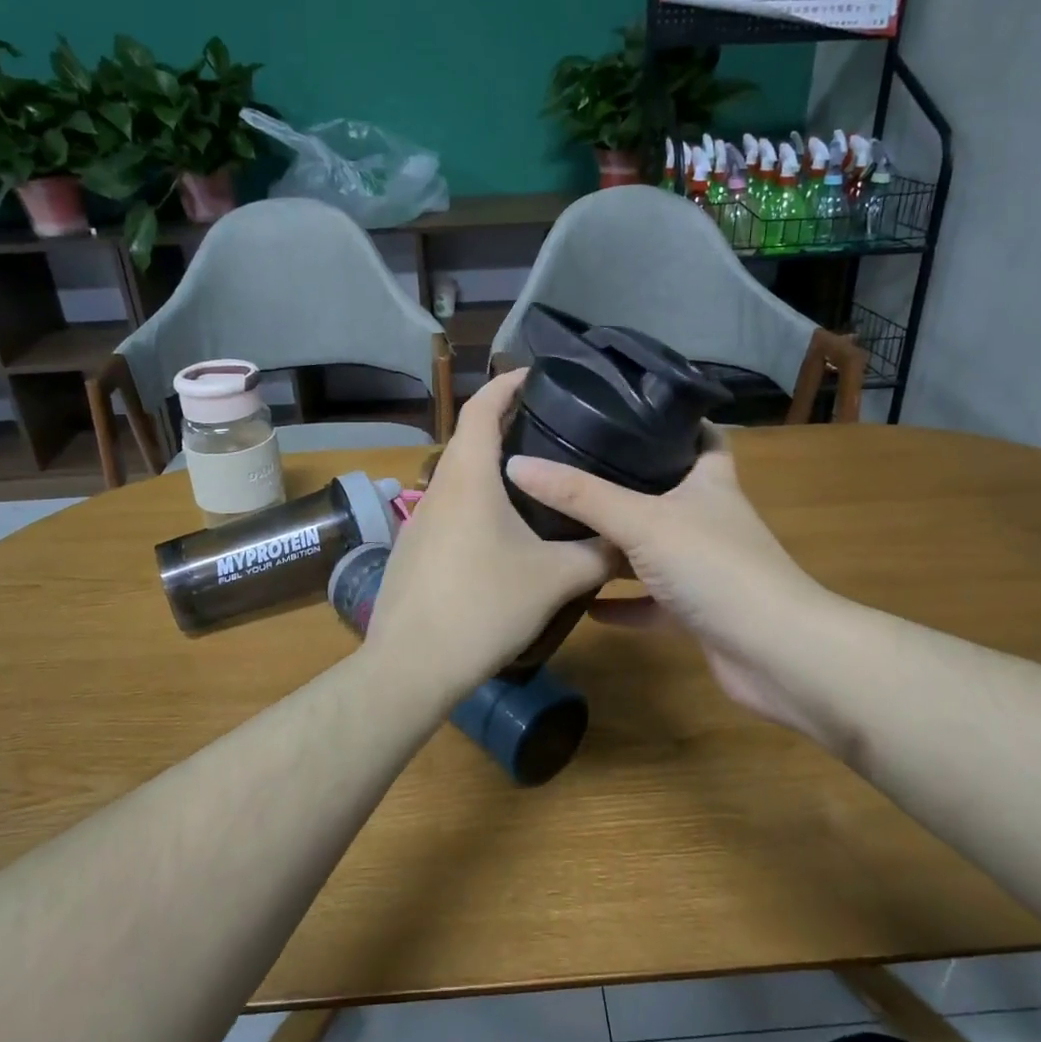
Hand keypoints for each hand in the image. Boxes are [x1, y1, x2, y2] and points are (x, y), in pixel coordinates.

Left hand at [365, 371, 612, 701]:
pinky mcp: (414, 551)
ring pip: (459, 478)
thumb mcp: (555, 579)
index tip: (538, 376)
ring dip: (491, 468)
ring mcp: (419, 521)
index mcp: (468, 476)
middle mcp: (437, 488)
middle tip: (553, 429)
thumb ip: (598, 554)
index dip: (508, 384)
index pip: (482, 408)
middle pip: (469, 439)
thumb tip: (628, 540)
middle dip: (506, 425)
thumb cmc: (484, 606)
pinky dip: (477, 502)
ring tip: (537, 479)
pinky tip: (503, 533)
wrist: (412, 666)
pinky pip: (450, 510)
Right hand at [505, 428, 825, 728]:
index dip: (669, 420)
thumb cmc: (715, 567)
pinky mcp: (697, 611)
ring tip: (563, 530)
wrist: (775, 654)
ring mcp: (705, 568)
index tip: (623, 409)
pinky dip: (620, 603)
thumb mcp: (642, 521)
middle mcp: (709, 519)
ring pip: (653, 548)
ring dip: (616, 546)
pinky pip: (650, 601)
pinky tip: (582, 604)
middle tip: (570, 467)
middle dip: (624, 483)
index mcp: (709, 482)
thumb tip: (517, 464)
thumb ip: (581, 495)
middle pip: (666, 492)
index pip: (699, 436)